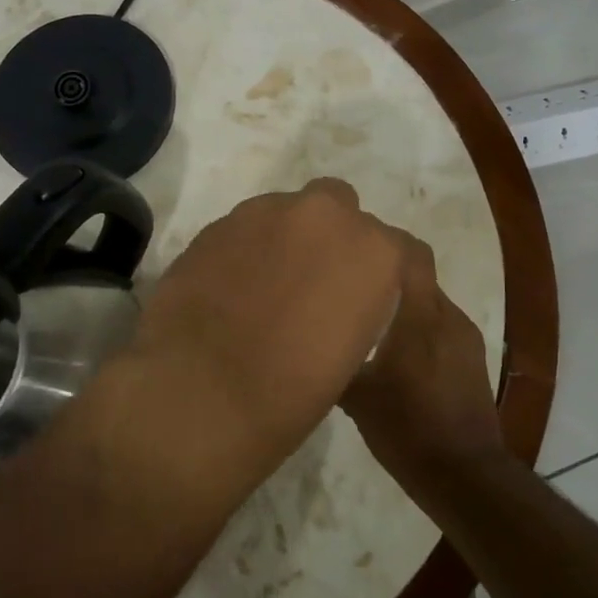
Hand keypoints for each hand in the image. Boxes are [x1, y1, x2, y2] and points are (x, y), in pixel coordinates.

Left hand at [97, 178, 406, 513]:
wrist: (200, 390)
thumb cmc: (290, 393)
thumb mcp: (350, 354)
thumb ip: (354, 305)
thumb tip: (335, 300)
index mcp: (373, 252)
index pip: (398, 247)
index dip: (380, 273)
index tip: (363, 300)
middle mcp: (325, 216)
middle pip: (341, 205)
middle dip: (330, 234)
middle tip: (312, 281)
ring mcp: (266, 211)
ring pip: (289, 210)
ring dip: (286, 237)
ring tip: (265, 285)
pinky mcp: (219, 221)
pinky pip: (247, 226)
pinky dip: (247, 248)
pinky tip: (231, 285)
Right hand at [342, 233, 505, 502]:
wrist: (465, 475)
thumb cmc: (407, 428)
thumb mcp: (358, 398)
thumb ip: (337, 361)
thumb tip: (309, 343)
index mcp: (422, 315)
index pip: (413, 253)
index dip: (387, 240)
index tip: (356, 243)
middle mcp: (449, 316)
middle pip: (418, 277)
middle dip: (387, 277)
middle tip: (352, 287)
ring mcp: (466, 338)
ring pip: (429, 304)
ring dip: (403, 306)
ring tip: (370, 322)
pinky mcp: (472, 360)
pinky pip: (440, 329)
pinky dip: (418, 329)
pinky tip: (396, 355)